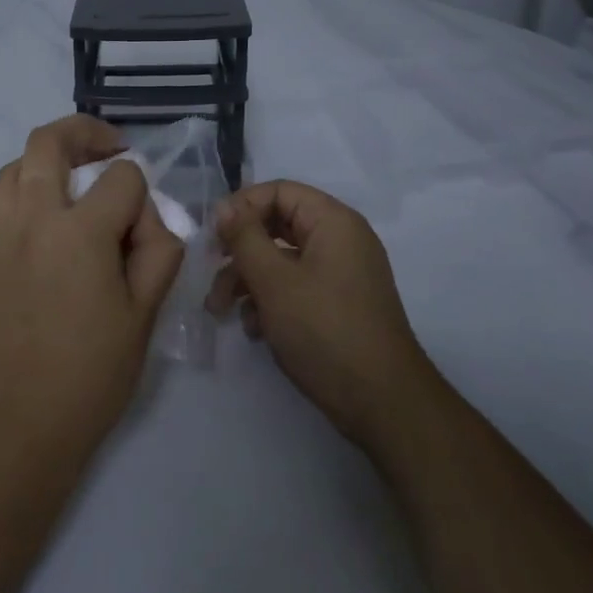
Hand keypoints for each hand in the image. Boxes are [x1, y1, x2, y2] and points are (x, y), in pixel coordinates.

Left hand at [0, 115, 184, 458]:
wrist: (20, 425)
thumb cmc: (91, 373)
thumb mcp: (146, 314)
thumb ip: (159, 250)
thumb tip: (149, 217)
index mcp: (82, 232)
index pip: (122, 177)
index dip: (142, 194)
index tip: (142, 229)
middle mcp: (33, 218)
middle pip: (50, 142)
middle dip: (85, 133)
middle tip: (107, 150)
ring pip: (11, 167)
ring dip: (43, 165)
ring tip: (65, 188)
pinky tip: (16, 210)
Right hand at [213, 180, 441, 453]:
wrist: (381, 401)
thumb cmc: (324, 329)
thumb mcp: (274, 280)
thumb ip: (244, 237)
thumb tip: (223, 206)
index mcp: (333, 221)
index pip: (279, 191)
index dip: (241, 207)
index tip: (212, 236)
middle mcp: (341, 239)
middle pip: (278, 225)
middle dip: (240, 250)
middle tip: (210, 272)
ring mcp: (342, 273)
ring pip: (282, 260)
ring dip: (248, 280)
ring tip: (221, 310)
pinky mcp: (338, 304)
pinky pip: (297, 286)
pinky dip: (271, 300)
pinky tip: (255, 328)